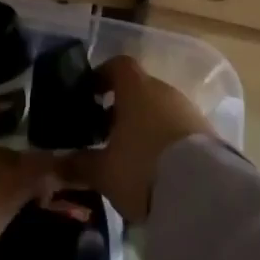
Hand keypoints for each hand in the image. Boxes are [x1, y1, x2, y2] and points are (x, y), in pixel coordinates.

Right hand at [70, 56, 212, 224]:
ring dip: (144, 125)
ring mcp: (189, 110)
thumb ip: (77, 165)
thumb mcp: (103, 172)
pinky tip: (156, 169)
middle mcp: (163, 90)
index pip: (118, 65)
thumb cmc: (142, 168)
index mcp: (136, 88)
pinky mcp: (208, 134)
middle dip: (121, 108)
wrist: (204, 193)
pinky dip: (165, 140)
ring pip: (160, 109)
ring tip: (129, 156)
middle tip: (104, 134)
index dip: (102, 76)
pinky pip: (178, 128)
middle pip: (139, 89)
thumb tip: (51, 163)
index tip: (89, 95)